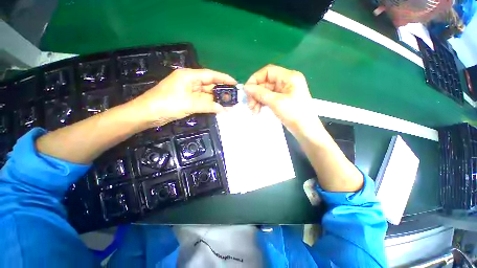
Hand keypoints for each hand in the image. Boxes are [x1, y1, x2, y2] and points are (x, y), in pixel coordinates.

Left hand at [129, 68, 236, 127]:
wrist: (147, 114)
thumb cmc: (166, 104)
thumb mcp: (188, 103)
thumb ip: (207, 105)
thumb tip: (223, 108)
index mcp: (189, 76)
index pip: (210, 75)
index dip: (224, 78)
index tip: (235, 83)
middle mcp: (190, 82)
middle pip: (210, 85)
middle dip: (222, 91)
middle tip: (234, 97)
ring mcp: (189, 92)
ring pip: (207, 94)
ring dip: (217, 100)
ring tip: (229, 104)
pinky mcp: (188, 100)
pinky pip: (202, 101)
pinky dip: (210, 105)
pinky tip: (218, 108)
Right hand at [244, 65, 311, 131]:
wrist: (306, 130)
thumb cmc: (294, 114)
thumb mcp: (276, 102)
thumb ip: (260, 93)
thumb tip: (246, 87)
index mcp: (289, 77)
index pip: (267, 71)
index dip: (255, 79)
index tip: (247, 91)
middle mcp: (286, 81)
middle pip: (265, 82)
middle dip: (255, 93)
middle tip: (250, 105)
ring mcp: (284, 91)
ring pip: (265, 91)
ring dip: (257, 99)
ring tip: (253, 110)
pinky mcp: (281, 99)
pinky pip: (268, 98)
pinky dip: (261, 103)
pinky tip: (257, 110)